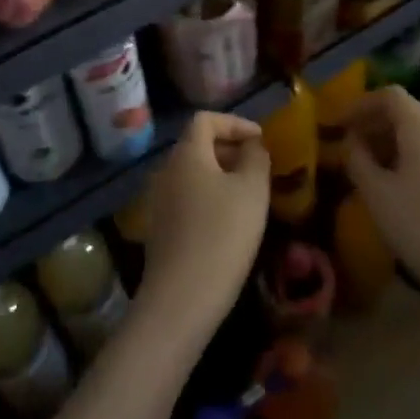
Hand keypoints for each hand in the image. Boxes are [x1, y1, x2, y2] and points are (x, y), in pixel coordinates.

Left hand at [136, 111, 269, 342]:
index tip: (260, 140)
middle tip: (258, 166)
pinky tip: (229, 222)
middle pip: (197, 145)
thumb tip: (252, 144)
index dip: (235, 122)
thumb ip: (256, 157)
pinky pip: (187, 197)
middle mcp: (166, 170)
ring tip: (249, 195)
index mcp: (186, 153)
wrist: (182, 298)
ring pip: (193, 173)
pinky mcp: (160, 228)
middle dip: (230, 149)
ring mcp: (159, 201)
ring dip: (221, 175)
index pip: (206, 119)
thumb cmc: (222, 234)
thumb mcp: (252, 189)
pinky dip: (209, 197)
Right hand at [344, 87, 419, 315]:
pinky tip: (395, 183)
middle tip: (348, 145)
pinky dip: (409, 154)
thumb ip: (357, 159)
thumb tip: (352, 141)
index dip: (360, 104)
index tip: (338, 124)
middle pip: (406, 110)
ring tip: (367, 165)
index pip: (390, 95)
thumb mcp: (376, 193)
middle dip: (374, 123)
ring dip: (390, 140)